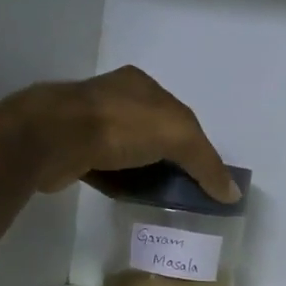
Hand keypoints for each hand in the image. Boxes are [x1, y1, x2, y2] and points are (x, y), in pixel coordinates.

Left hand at [16, 66, 240, 202]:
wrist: (54, 137)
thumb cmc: (120, 126)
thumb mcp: (178, 137)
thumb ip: (206, 164)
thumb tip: (232, 194)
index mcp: (142, 85)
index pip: (180, 116)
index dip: (197, 146)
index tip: (206, 176)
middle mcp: (116, 99)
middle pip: (155, 133)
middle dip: (171, 159)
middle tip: (186, 191)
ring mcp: (90, 123)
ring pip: (130, 152)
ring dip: (146, 173)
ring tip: (161, 199)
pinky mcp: (73, 150)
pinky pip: (107, 169)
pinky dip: (121, 183)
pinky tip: (131, 199)